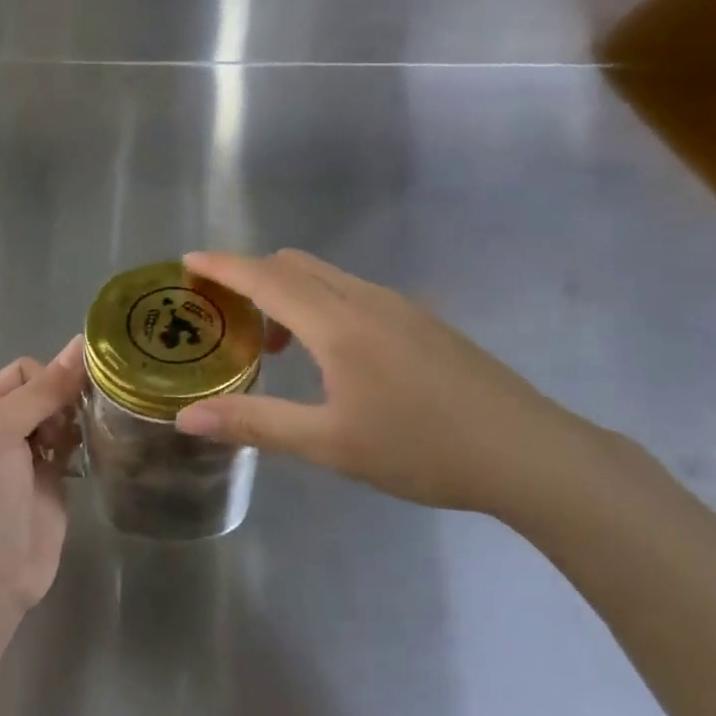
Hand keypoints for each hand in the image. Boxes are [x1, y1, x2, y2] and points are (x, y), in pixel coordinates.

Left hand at [0, 338, 85, 615]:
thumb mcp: (0, 430)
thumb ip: (42, 389)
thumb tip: (81, 343)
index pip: (25, 370)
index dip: (50, 377)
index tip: (66, 401)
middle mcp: (4, 428)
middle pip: (47, 392)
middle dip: (67, 398)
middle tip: (75, 423)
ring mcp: (30, 458)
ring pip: (64, 419)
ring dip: (78, 421)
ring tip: (85, 438)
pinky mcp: (53, 485)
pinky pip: (74, 450)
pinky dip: (85, 445)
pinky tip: (94, 452)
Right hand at [175, 250, 629, 521]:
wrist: (529, 454)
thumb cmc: (422, 448)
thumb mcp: (329, 444)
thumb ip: (254, 423)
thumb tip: (186, 417)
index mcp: (338, 323)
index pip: (265, 277)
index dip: (222, 266)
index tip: (187, 261)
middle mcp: (366, 299)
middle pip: (294, 265)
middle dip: (251, 278)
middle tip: (225, 317)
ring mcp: (401, 306)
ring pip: (327, 277)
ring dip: (288, 293)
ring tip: (276, 346)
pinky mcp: (424, 320)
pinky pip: (353, 292)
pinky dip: (320, 304)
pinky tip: (332, 356)